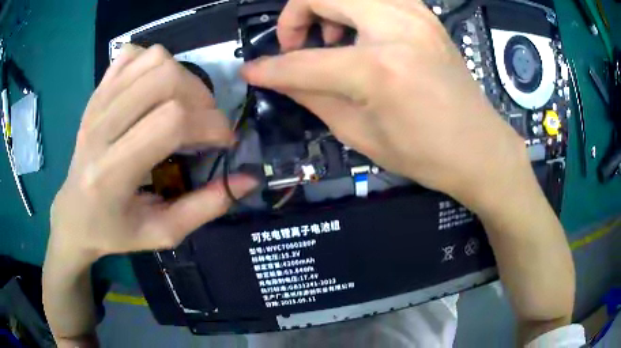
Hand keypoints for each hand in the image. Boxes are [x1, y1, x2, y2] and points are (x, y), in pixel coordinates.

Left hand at [49, 44, 256, 261]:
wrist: (73, 213)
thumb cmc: (114, 230)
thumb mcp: (162, 233)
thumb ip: (206, 208)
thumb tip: (248, 179)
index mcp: (112, 173)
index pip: (170, 121)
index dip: (210, 125)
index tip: (224, 142)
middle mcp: (100, 128)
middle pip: (165, 80)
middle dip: (201, 98)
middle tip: (205, 123)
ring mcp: (96, 103)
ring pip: (153, 60)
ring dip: (183, 77)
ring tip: (184, 105)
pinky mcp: (96, 92)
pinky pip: (132, 54)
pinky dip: (154, 62)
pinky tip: (156, 89)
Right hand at [242, 0, 526, 209]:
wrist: (480, 148)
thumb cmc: (426, 154)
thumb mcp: (360, 134)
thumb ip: (313, 97)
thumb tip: (279, 78)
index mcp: (378, 68)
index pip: (302, 61)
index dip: (269, 68)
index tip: (251, 71)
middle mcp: (396, 26)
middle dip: (294, 16)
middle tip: (296, 45)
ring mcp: (415, 14)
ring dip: (327, 9)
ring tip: (331, 42)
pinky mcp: (425, 15)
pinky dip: (354, 9)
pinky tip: (359, 36)